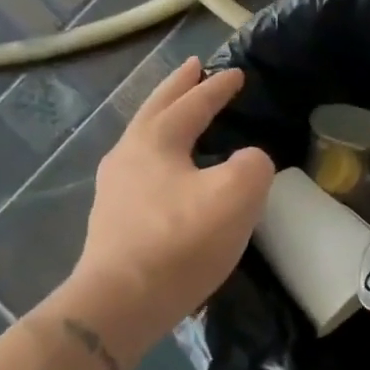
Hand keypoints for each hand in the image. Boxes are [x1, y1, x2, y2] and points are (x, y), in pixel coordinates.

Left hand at [58, 57, 273, 357]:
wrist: (123, 302)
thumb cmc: (182, 240)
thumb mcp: (237, 195)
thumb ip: (253, 165)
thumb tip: (247, 160)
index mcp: (155, 142)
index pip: (192, 104)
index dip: (217, 88)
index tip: (237, 73)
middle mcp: (128, 157)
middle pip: (155, 111)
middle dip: (177, 88)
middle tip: (193, 67)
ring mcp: (115, 190)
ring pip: (144, 140)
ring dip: (165, 120)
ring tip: (182, 116)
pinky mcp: (116, 221)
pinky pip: (143, 171)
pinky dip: (162, 155)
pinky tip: (173, 173)